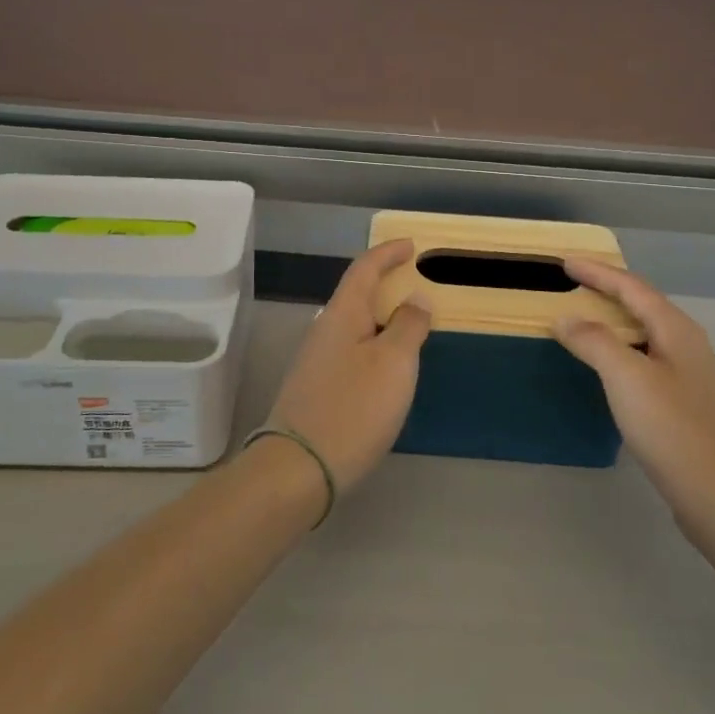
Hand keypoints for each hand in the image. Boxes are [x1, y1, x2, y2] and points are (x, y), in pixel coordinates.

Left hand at [262, 240, 431, 493]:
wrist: (298, 468)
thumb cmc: (353, 408)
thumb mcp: (394, 364)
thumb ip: (409, 326)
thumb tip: (415, 299)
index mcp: (343, 314)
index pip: (364, 269)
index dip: (388, 253)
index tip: (411, 245)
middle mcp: (324, 330)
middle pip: (356, 294)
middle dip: (385, 283)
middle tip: (416, 284)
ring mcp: (316, 361)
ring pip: (353, 324)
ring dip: (380, 315)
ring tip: (408, 324)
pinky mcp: (316, 388)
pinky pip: (350, 349)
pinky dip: (373, 343)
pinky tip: (386, 365)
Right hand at [554, 261, 714, 532]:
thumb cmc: (675, 432)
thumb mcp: (627, 379)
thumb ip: (594, 342)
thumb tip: (566, 319)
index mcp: (676, 330)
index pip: (631, 287)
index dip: (597, 272)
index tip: (564, 262)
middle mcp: (688, 345)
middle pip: (642, 305)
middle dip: (607, 290)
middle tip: (571, 285)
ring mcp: (691, 376)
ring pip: (645, 334)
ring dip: (613, 321)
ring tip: (583, 320)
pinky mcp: (687, 405)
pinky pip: (647, 360)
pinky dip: (621, 351)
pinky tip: (608, 369)